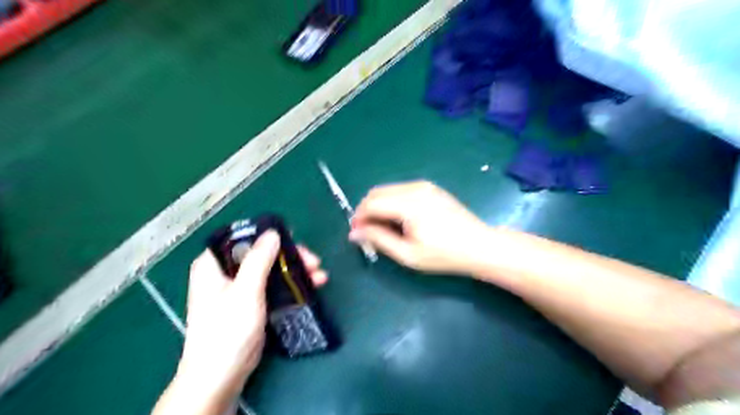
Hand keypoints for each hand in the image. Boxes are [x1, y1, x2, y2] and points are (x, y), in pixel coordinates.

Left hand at [161, 232, 326, 413]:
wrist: (221, 376)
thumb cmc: (228, 329)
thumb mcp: (245, 291)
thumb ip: (259, 259)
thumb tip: (272, 232)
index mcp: (213, 264)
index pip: (241, 238)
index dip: (267, 235)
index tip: (293, 238)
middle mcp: (225, 272)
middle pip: (261, 253)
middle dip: (290, 256)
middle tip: (313, 261)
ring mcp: (238, 289)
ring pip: (270, 269)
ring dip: (295, 271)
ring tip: (320, 276)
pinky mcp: (250, 303)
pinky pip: (273, 286)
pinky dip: (290, 284)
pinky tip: (312, 286)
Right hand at [351, 181, 492, 275]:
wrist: (480, 246)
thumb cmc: (444, 254)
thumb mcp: (408, 254)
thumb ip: (379, 240)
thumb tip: (354, 233)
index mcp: (409, 203)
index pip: (372, 203)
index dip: (359, 217)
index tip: (356, 234)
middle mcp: (414, 188)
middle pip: (377, 192)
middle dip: (366, 210)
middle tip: (366, 232)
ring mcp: (424, 186)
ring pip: (388, 190)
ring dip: (378, 206)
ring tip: (382, 229)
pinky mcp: (430, 188)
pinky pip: (401, 191)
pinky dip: (392, 203)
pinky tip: (398, 220)